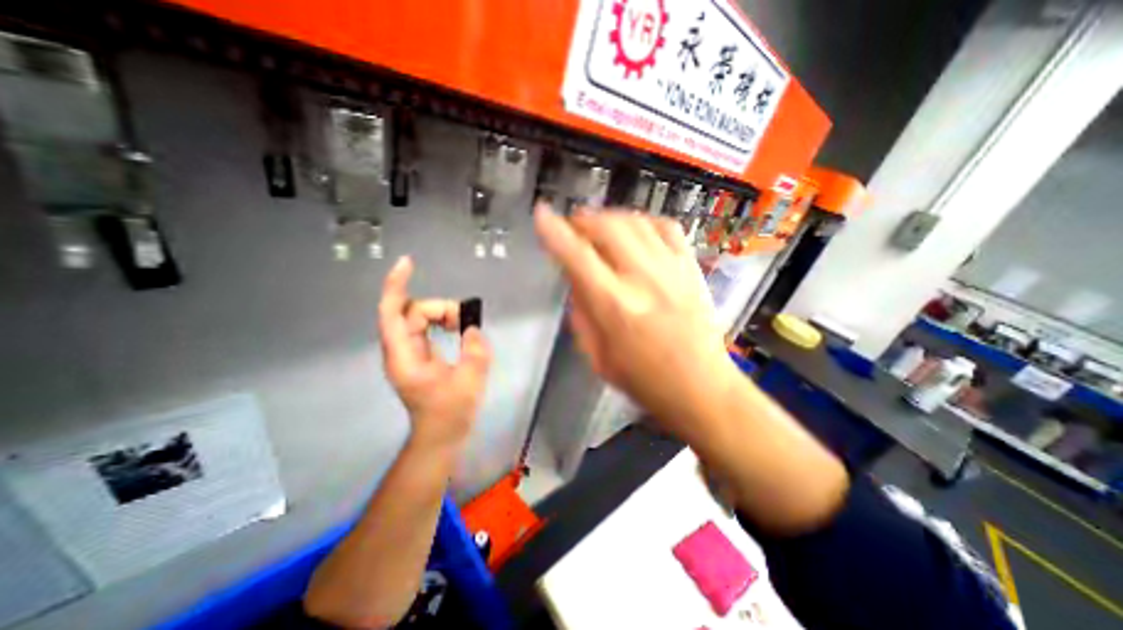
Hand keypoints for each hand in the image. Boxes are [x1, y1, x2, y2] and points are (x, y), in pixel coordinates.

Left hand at [379, 254, 489, 448]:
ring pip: (419, 319)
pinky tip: (456, 330)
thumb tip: (472, 328)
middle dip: (440, 308)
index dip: (397, 285)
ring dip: (443, 315)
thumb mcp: (471, 380)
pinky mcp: (418, 356)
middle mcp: (401, 350)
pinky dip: (442, 323)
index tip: (408, 263)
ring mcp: (408, 353)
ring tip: (465, 327)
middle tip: (466, 321)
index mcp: (405, 356)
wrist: (441, 434)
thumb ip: (475, 350)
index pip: (392, 312)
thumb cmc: (452, 411)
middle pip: (412, 312)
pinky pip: (425, 328)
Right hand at [535, 204, 739, 440]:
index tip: (542, 213)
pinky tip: (635, 232)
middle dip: (583, 219)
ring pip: (635, 221)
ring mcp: (671, 269)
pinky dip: (644, 222)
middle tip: (573, 228)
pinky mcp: (691, 268)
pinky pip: (666, 227)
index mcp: (614, 306)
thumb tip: (576, 280)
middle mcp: (643, 279)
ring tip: (600, 228)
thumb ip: (581, 314)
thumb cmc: (644, 381)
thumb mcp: (597, 356)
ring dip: (610, 218)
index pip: (576, 256)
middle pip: (607, 227)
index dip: (554, 230)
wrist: (702, 387)